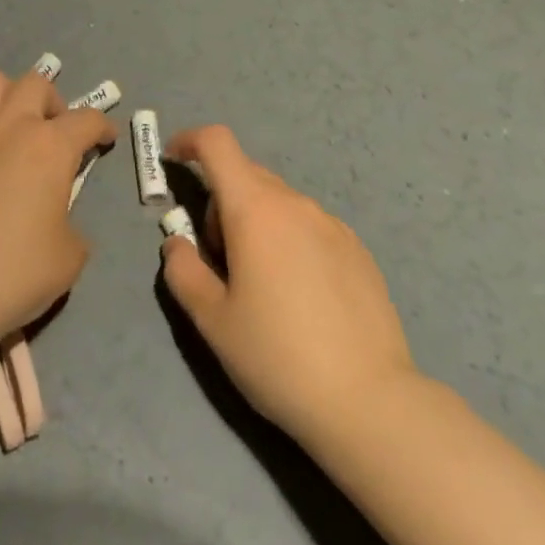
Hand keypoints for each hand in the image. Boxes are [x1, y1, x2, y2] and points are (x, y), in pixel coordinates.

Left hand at [0, 66, 116, 346]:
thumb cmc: (12, 275)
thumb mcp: (68, 259)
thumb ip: (71, 226)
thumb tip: (57, 219)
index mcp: (51, 148)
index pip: (87, 120)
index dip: (102, 127)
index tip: (105, 138)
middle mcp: (11, 126)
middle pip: (36, 84)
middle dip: (53, 102)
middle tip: (55, 132)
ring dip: (8, 94)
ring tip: (11, 122)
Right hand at [161, 125, 415, 446]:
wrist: (371, 403)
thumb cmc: (279, 357)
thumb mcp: (213, 321)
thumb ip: (183, 271)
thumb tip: (177, 243)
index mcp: (255, 209)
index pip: (218, 144)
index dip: (190, 141)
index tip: (173, 160)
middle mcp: (295, 203)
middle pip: (246, 174)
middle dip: (221, 201)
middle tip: (218, 259)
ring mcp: (332, 224)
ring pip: (279, 202)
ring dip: (256, 221)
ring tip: (260, 284)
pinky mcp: (358, 250)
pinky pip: (309, 225)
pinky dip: (289, 239)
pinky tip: (300, 296)